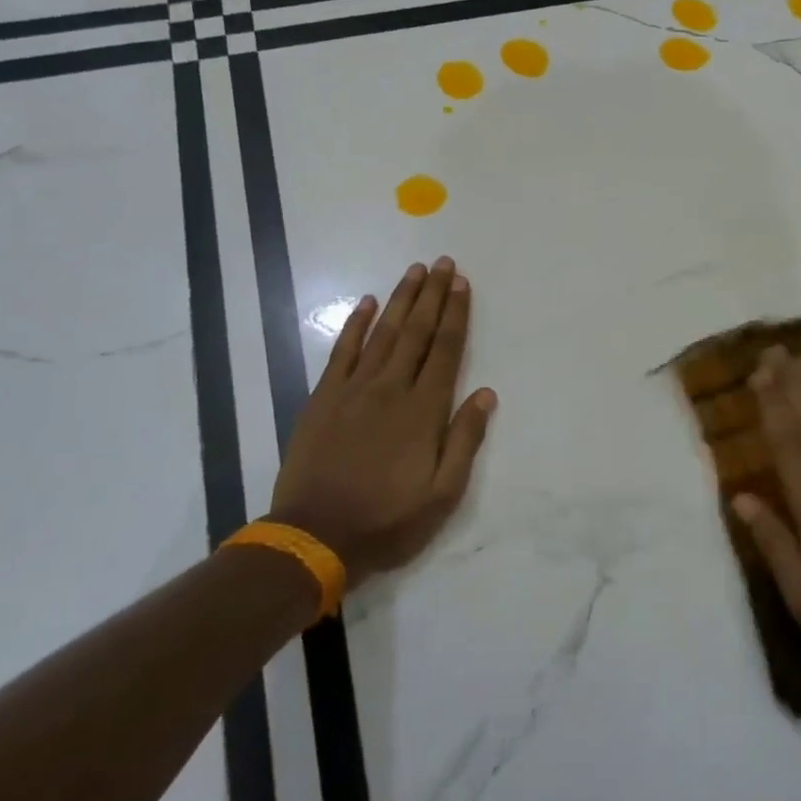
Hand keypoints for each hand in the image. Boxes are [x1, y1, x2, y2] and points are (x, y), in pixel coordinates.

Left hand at [268, 258, 495, 589]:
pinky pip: (342, 351)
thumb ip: (465, 440)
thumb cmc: (387, 520)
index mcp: (423, 410)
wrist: (314, 537)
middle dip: (432, 295)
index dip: (455, 314)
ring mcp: (353, 390)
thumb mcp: (443, 494)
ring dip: (400, 299)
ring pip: (383, 333)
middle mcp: (391, 389)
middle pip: (416, 332)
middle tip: (443, 263)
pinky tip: (366, 302)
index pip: (445, 350)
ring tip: (414, 271)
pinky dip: (355, 325)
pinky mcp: (323, 398)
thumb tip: (486, 394)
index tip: (462, 284)